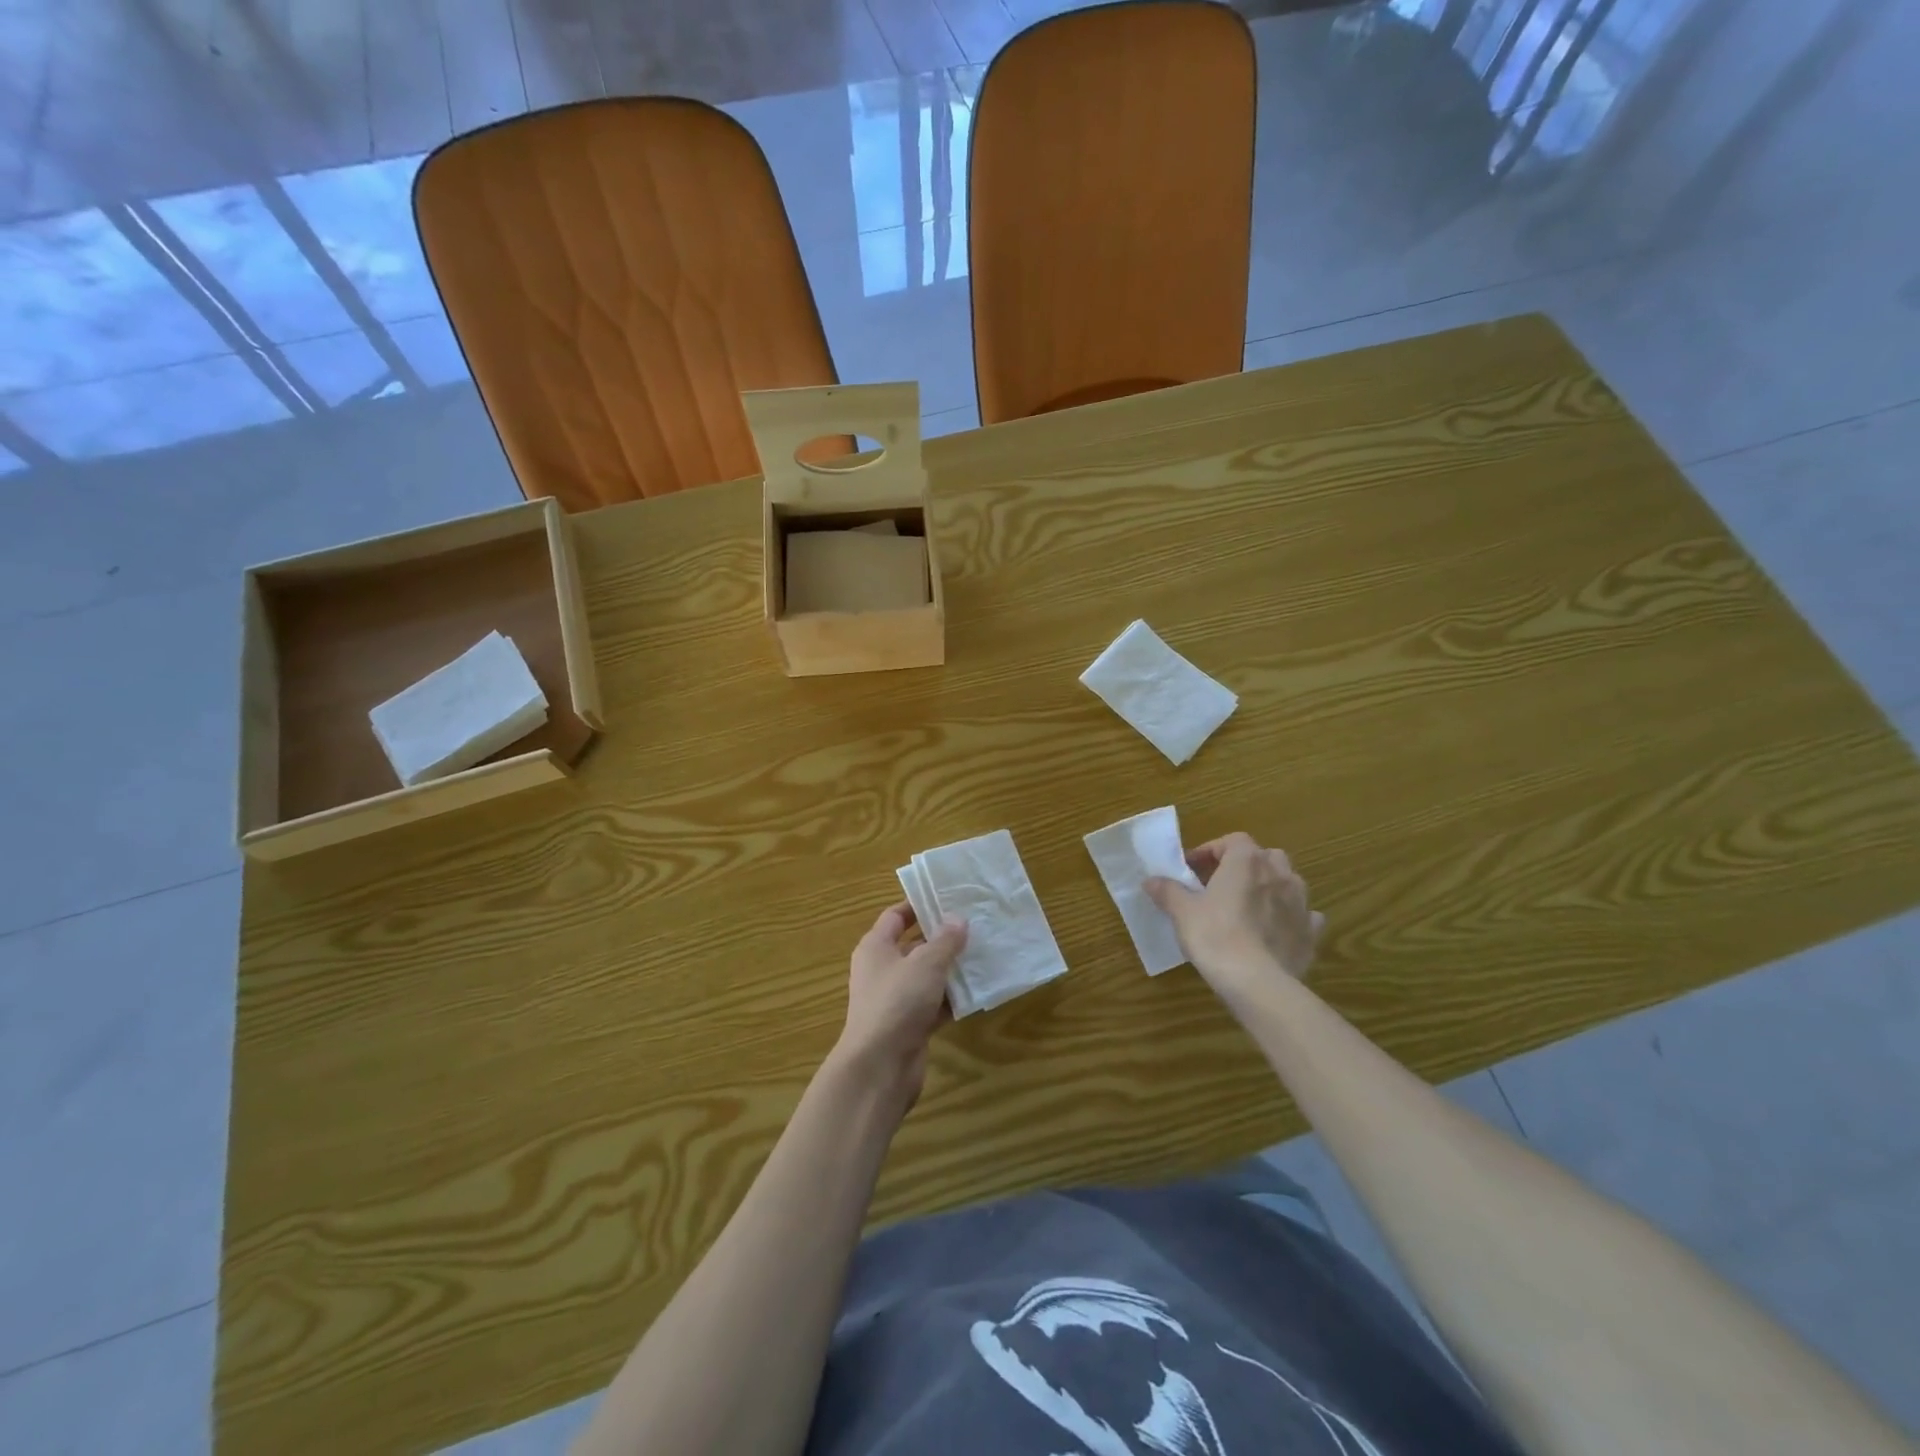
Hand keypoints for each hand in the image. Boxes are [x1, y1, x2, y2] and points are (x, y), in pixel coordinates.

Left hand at [831, 902, 967, 1110]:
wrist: (879, 1067)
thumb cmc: (897, 1002)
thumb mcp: (926, 964)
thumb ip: (945, 940)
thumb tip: (957, 919)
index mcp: (876, 947)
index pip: (895, 917)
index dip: (918, 906)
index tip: (947, 898)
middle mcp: (882, 970)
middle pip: (914, 946)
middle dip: (942, 938)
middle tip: (975, 926)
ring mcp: (895, 1000)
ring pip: (927, 977)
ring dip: (951, 970)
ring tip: (983, 955)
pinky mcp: (909, 1025)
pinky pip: (933, 1004)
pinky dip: (951, 999)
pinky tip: (977, 992)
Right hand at [1145, 833, 1324, 1006]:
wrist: (1257, 982)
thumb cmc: (1215, 936)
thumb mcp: (1182, 912)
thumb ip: (1168, 891)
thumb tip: (1151, 880)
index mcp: (1246, 861)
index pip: (1233, 840)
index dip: (1212, 850)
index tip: (1193, 868)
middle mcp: (1279, 874)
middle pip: (1265, 856)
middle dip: (1246, 865)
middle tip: (1222, 884)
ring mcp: (1301, 903)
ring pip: (1289, 881)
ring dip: (1270, 886)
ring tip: (1249, 905)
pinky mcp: (1311, 932)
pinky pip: (1304, 915)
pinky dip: (1291, 917)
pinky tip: (1275, 930)